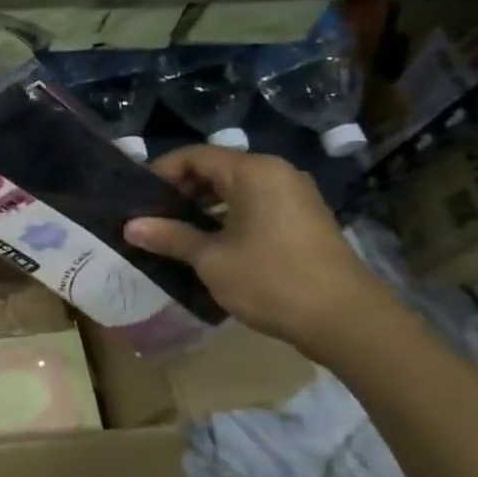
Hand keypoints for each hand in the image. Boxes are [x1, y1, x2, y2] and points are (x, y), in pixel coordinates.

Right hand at [123, 145, 390, 357]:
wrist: (347, 320)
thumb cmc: (271, 280)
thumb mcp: (211, 259)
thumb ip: (170, 236)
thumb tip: (130, 226)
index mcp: (253, 172)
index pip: (194, 156)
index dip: (160, 173)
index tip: (137, 199)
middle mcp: (276, 174)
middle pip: (216, 169)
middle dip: (180, 191)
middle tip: (151, 218)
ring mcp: (295, 196)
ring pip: (236, 190)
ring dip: (203, 207)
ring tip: (175, 234)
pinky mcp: (305, 220)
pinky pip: (256, 206)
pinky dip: (228, 218)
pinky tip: (211, 246)